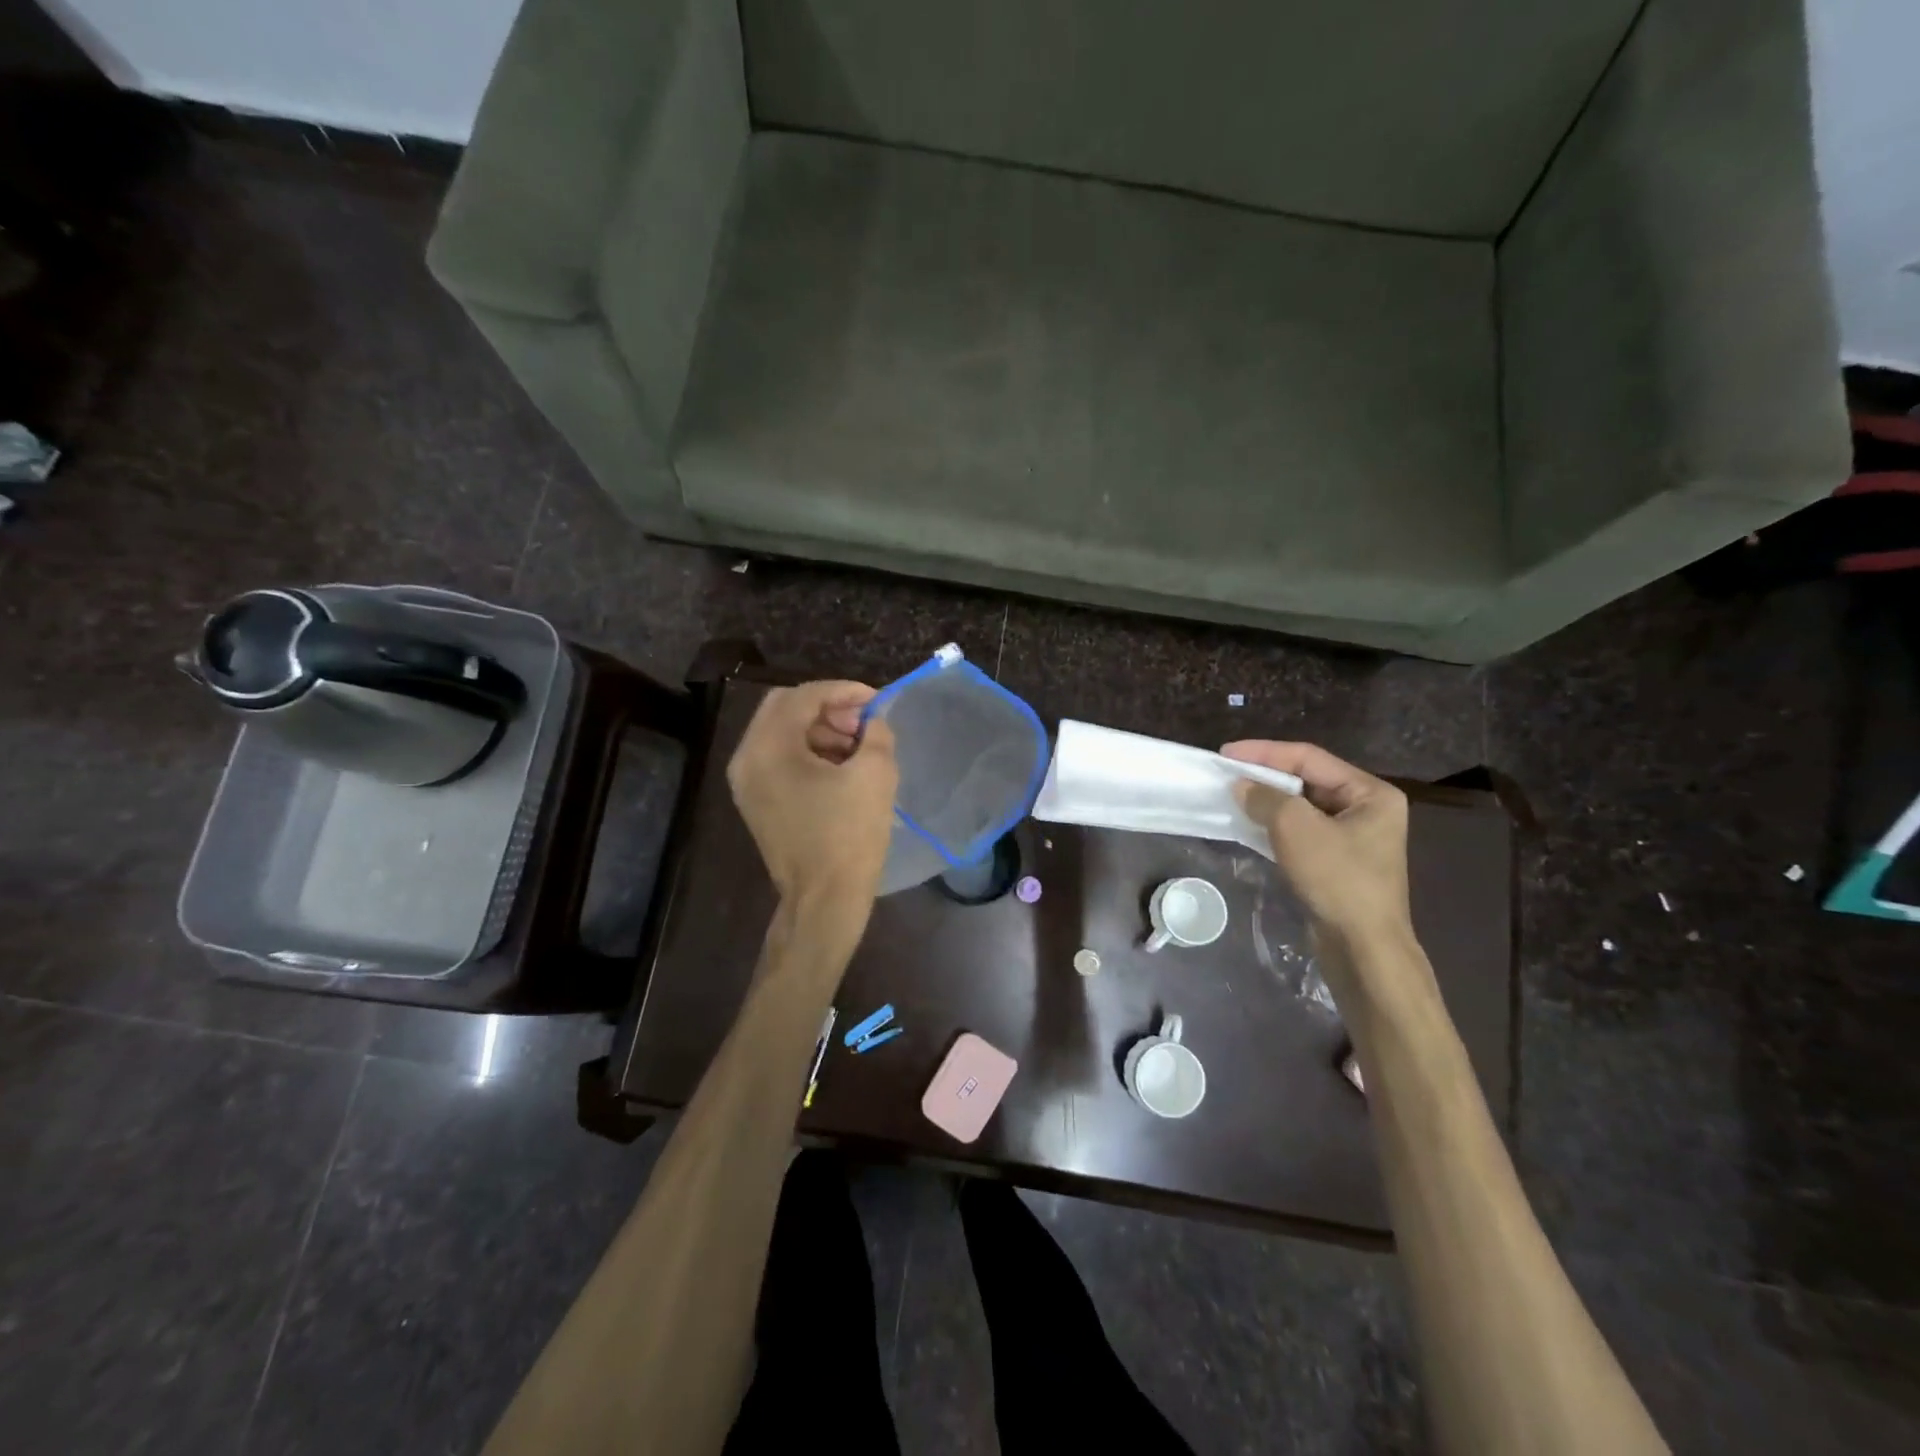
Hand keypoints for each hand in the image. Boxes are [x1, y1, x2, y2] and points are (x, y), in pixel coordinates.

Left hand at [728, 681, 898, 909]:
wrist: (825, 900)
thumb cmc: (849, 835)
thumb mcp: (875, 774)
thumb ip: (876, 732)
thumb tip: (872, 721)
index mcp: (769, 748)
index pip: (804, 696)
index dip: (843, 691)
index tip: (876, 700)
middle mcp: (747, 759)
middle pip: (784, 709)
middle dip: (828, 708)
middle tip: (863, 722)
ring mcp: (746, 783)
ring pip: (781, 733)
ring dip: (819, 729)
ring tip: (858, 746)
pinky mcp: (756, 802)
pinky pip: (779, 759)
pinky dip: (808, 752)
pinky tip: (840, 767)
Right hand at [1220, 740, 1412, 947]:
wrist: (1362, 947)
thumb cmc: (1337, 879)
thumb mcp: (1296, 827)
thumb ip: (1265, 798)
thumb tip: (1241, 786)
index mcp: (1370, 793)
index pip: (1309, 758)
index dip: (1265, 752)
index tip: (1226, 753)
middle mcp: (1366, 809)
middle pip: (1307, 780)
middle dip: (1266, 776)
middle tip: (1227, 774)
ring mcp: (1353, 838)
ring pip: (1302, 807)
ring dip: (1267, 801)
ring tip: (1232, 796)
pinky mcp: (1337, 862)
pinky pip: (1301, 831)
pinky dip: (1274, 825)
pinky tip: (1249, 825)